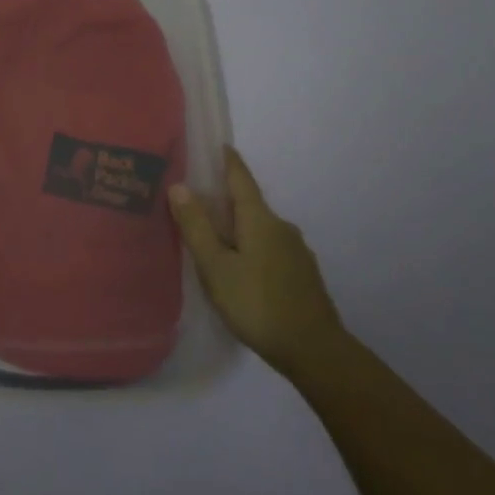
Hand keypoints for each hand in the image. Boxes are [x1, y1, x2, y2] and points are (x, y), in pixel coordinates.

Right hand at [169, 147, 344, 377]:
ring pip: (260, 230)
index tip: (220, 145)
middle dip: (225, 202)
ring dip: (238, 230)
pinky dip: (251, 249)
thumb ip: (197, 227)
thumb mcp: (216, 267)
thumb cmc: (257, 303)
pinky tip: (239, 270)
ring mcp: (296, 252)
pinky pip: (270, 250)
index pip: (241, 179)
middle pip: (249, 205)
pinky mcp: (302, 274)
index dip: (229, 162)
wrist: (314, 349)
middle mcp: (282, 227)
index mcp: (259, 219)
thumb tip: (179, 185)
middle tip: (197, 204)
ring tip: (213, 242)